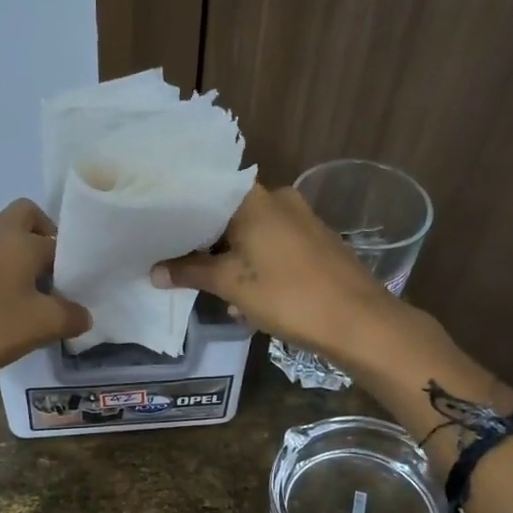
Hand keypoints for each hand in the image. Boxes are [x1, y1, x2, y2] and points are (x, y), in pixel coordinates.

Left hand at [0, 199, 90, 387]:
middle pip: (23, 217)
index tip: (73, 288)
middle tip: (48, 275)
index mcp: (19, 241)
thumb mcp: (43, 326)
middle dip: (40, 238)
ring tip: (17, 303)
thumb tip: (82, 315)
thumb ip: (71, 317)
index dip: (70, 262)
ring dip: (10, 264)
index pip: (57, 240)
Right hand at [152, 184, 411, 366]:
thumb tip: (154, 271)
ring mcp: (301, 221)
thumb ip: (190, 272)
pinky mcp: (315, 244)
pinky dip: (254, 267)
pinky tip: (245, 300)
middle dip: (203, 243)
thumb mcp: (230, 285)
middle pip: (227, 215)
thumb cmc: (287, 294)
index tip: (157, 230)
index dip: (180, 212)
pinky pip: (272, 248)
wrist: (357, 320)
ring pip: (250, 235)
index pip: (205, 192)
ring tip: (209, 289)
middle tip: (175, 264)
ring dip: (229, 261)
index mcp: (254, 198)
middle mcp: (278, 199)